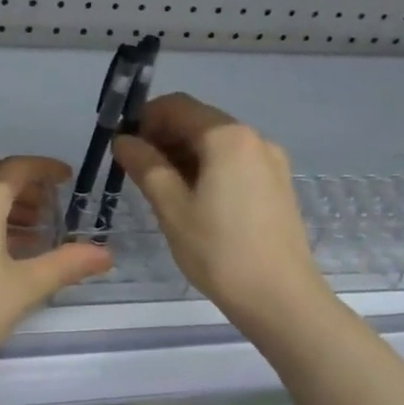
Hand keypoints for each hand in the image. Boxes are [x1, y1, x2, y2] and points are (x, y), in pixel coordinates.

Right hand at [112, 94, 330, 328]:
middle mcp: (254, 138)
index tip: (124, 148)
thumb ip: (146, 167)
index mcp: (227, 137)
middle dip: (164, 138)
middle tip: (137, 173)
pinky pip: (235, 163)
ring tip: (162, 192)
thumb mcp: (172, 208)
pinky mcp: (277, 185)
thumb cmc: (219, 251)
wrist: (280, 298)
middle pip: (199, 122)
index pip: (177, 106)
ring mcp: (271, 162)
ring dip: (184, 156)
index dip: (144, 119)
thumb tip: (124, 141)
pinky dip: (208, 170)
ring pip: (217, 144)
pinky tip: (194, 202)